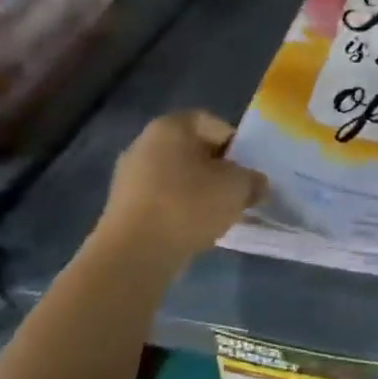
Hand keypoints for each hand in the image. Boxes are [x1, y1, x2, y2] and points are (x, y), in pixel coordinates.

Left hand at [102, 110, 266, 256]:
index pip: (212, 124)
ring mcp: (129, 176)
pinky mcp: (122, 207)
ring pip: (178, 177)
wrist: (134, 254)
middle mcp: (144, 143)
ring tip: (219, 214)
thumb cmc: (189, 205)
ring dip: (200, 192)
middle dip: (218, 170)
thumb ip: (253, 179)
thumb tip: (255, 184)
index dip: (236, 144)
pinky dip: (180, 209)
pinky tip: (194, 228)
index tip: (247, 168)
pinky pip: (162, 199)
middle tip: (238, 192)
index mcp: (170, 127)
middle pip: (193, 150)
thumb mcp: (238, 187)